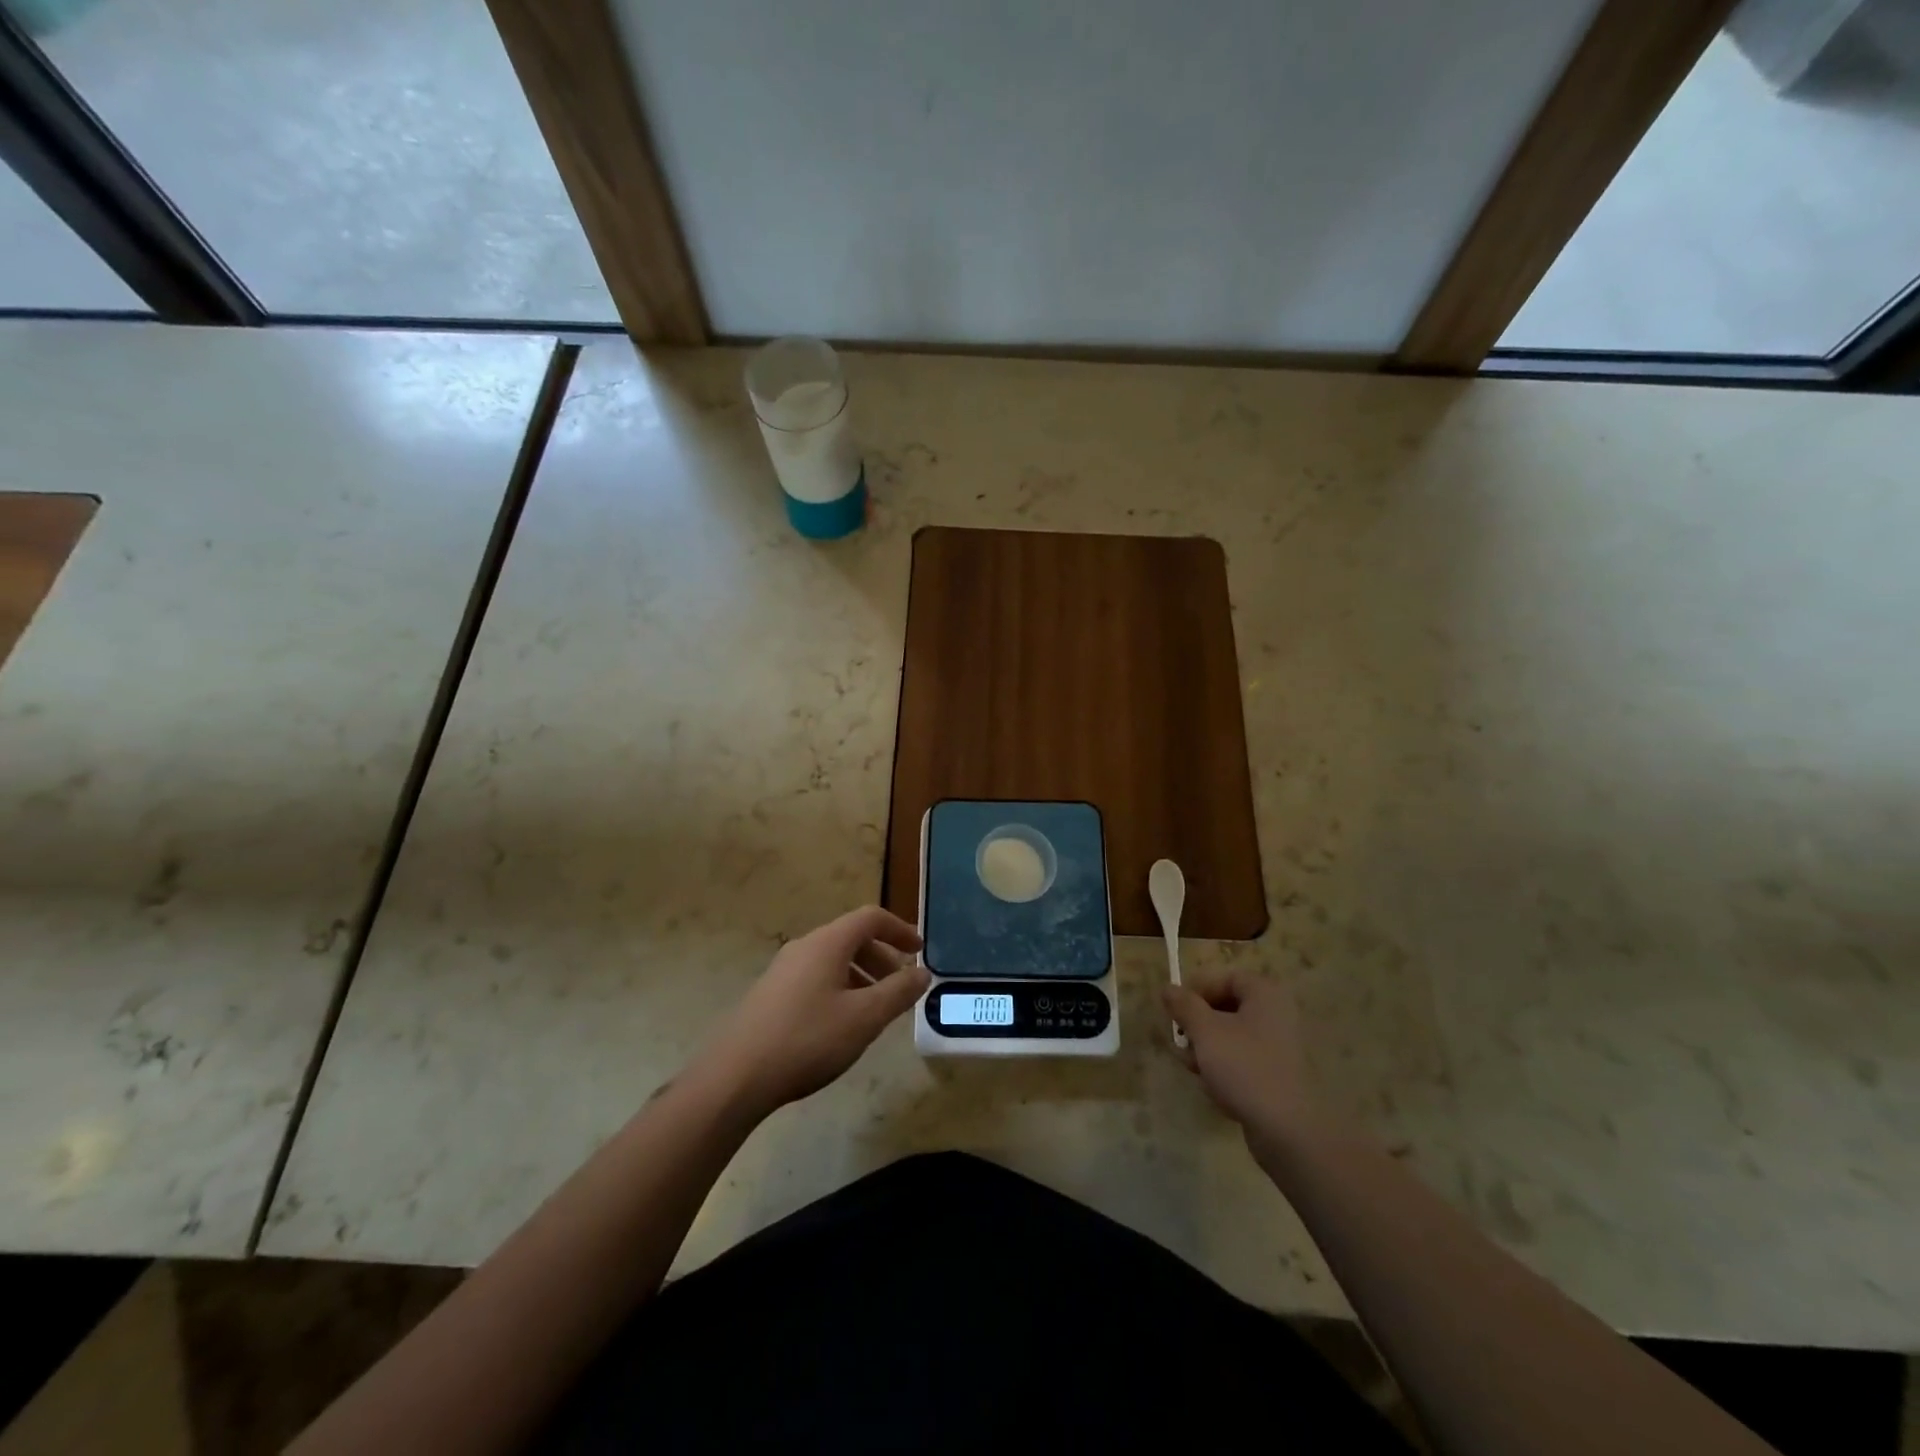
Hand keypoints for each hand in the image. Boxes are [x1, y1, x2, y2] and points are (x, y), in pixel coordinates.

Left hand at [698, 906, 929, 1117]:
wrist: (735, 1077)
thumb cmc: (808, 1040)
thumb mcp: (865, 1018)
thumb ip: (899, 992)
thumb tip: (923, 972)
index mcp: (827, 943)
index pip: (871, 918)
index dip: (900, 930)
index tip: (919, 951)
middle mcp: (804, 947)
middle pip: (851, 938)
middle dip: (882, 958)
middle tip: (900, 987)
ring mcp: (783, 970)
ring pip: (833, 961)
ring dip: (861, 976)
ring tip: (875, 1011)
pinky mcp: (771, 994)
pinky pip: (815, 978)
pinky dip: (840, 989)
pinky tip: (841, 1025)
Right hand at [1164, 965, 1314, 1146]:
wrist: (1287, 1130)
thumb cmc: (1244, 1067)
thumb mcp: (1205, 1031)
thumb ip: (1184, 1005)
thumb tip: (1167, 988)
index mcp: (1264, 994)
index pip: (1223, 978)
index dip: (1196, 990)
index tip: (1175, 1010)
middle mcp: (1275, 1014)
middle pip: (1224, 1008)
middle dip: (1197, 1026)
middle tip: (1181, 1043)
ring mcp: (1277, 1046)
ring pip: (1228, 1037)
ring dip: (1205, 1050)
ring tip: (1194, 1069)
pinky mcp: (1275, 1075)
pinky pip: (1241, 1060)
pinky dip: (1223, 1069)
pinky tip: (1213, 1088)